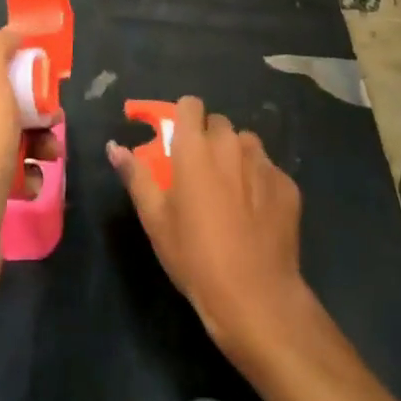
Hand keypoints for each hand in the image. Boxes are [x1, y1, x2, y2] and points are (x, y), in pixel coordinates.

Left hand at [0, 28, 61, 333]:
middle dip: (40, 110)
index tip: (53, 79)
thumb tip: (12, 31)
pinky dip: (31, 179)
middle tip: (56, 121)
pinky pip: (17, 177)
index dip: (26, 69)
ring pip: (17, 141)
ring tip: (52, 157)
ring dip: (41, 144)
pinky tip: (35, 188)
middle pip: (11, 104)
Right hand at [108, 96, 306, 361]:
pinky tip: (256, 214)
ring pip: (246, 144)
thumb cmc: (195, 256)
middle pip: (218, 124)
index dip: (184, 118)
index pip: (190, 104)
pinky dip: (260, 182)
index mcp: (194, 148)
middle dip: (209, 140)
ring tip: (231, 193)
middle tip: (201, 174)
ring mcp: (263, 162)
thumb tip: (114, 146)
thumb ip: (136, 176)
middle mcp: (230, 144)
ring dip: (236, 157)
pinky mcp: (287, 185)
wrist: (255, 296)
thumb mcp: (155, 220)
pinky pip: (268, 170)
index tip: (179, 142)